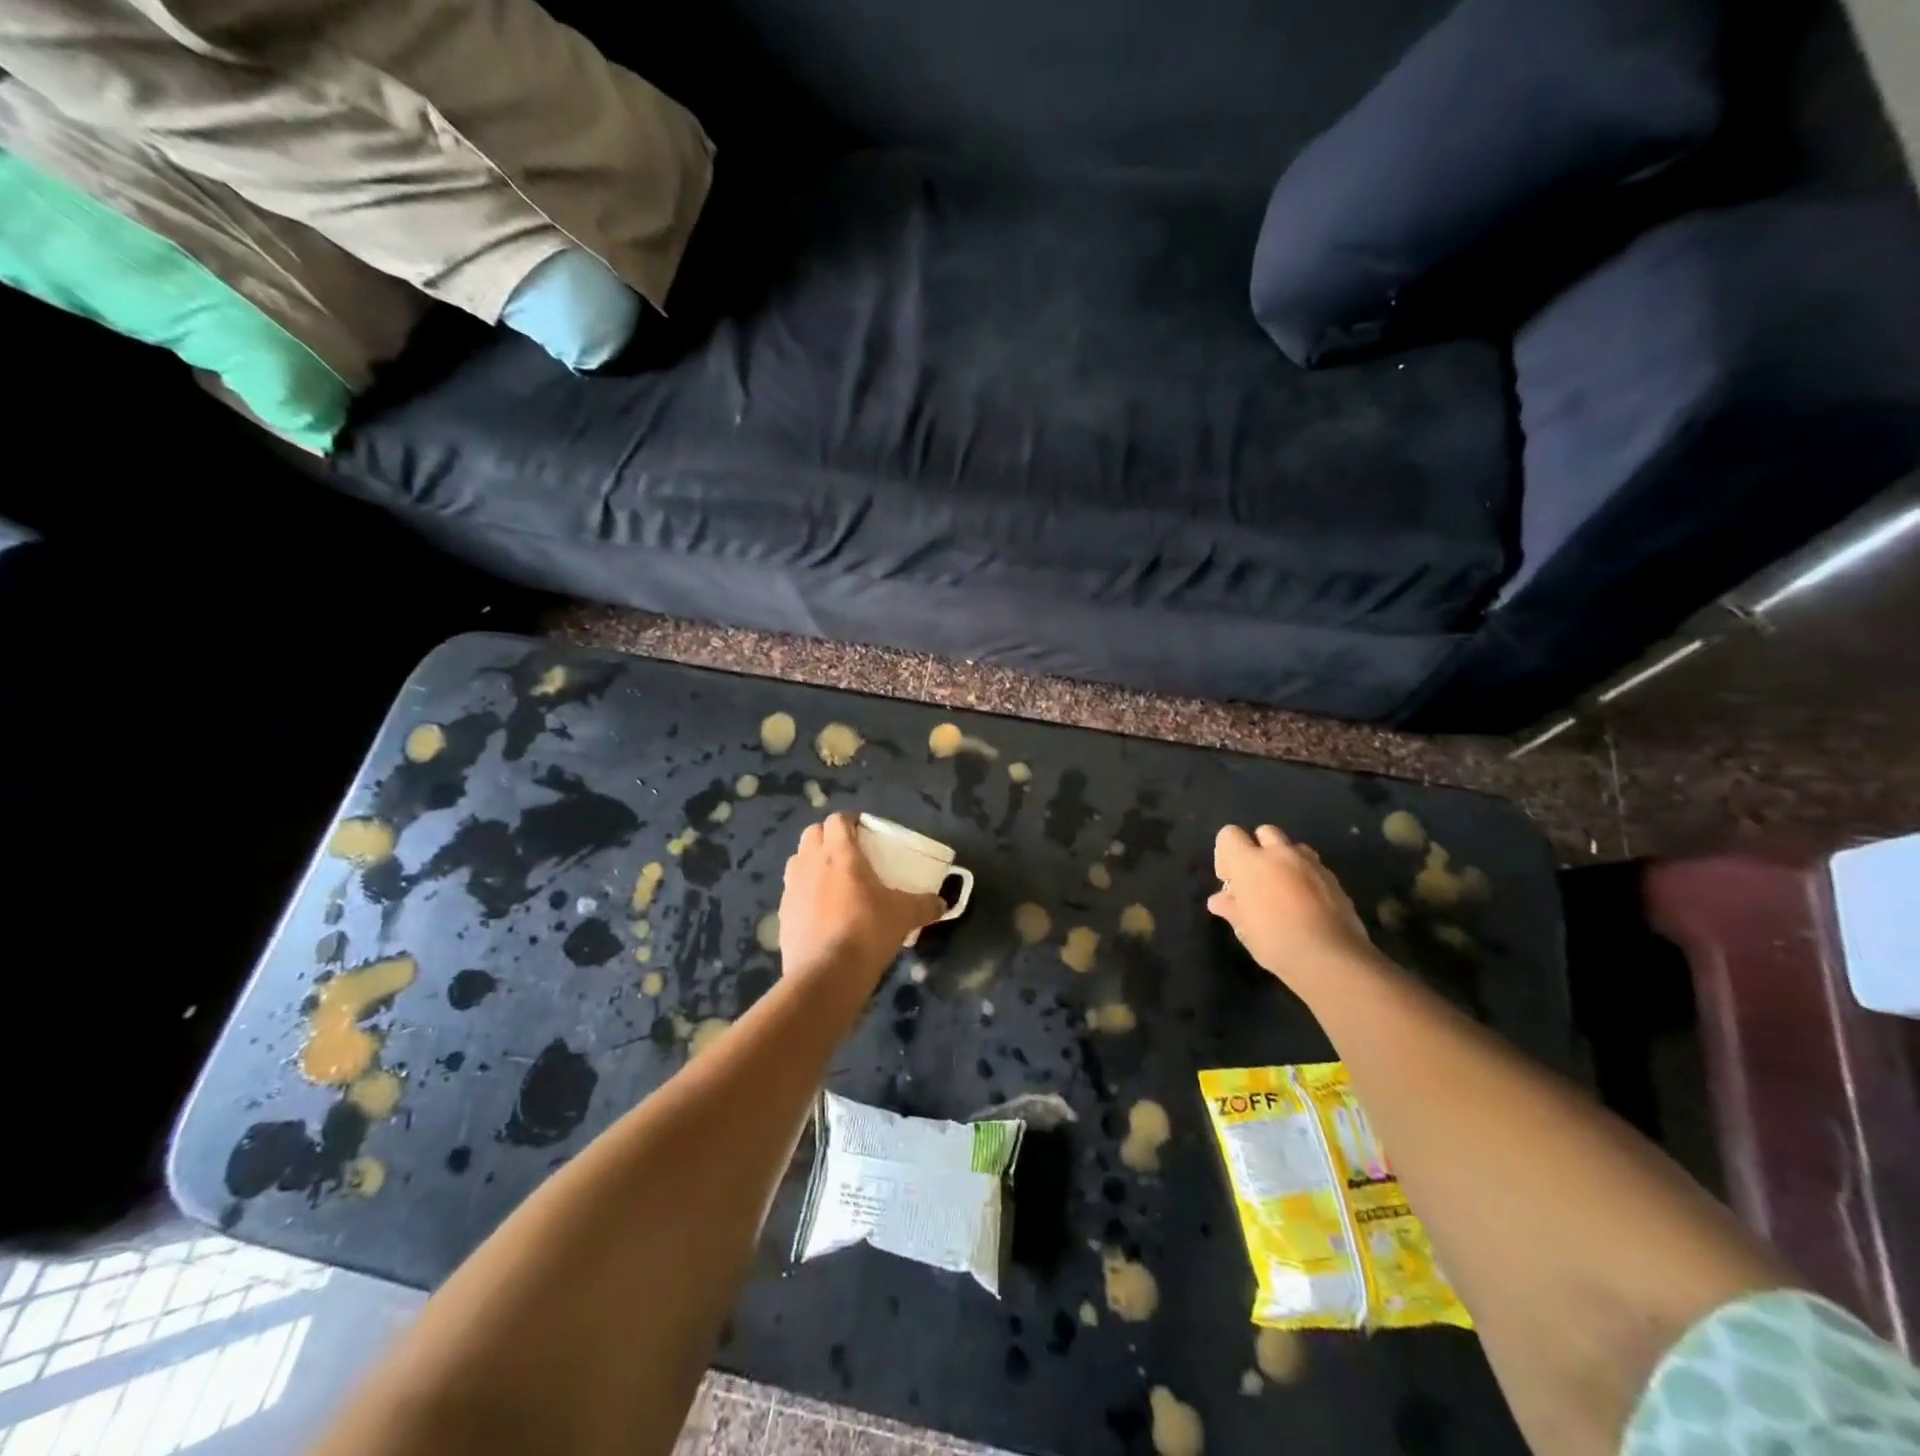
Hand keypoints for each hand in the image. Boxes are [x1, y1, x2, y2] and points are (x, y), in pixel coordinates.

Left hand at [778, 814, 944, 990]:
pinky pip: (792, 890)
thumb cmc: (867, 932)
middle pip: (812, 833)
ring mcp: (792, 887)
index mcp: (840, 853)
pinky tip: (820, 909)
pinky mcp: (783, 913)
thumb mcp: (904, 916)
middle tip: (848, 852)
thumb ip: (925, 905)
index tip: (864, 830)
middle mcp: (811, 862)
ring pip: (797, 859)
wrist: (826, 975)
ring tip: (831, 878)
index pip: (837, 820)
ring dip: (812, 860)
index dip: (850, 820)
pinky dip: (804, 890)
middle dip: (828, 836)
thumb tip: (943, 903)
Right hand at [1208, 824, 1378, 989]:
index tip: (1231, 880)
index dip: (1226, 854)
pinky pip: (1314, 866)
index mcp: (1250, 862)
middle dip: (1259, 849)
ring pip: (1293, 847)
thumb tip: (1219, 900)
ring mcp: (1311, 864)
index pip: (1229, 835)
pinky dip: (1306, 877)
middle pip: (1265, 832)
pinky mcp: (1334, 878)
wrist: (1330, 957)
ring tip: (1284, 890)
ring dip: (1285, 860)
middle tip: (1258, 880)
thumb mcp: (1243, 927)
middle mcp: (1280, 854)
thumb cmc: (1274, 940)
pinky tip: (1306, 904)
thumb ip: (1231, 907)